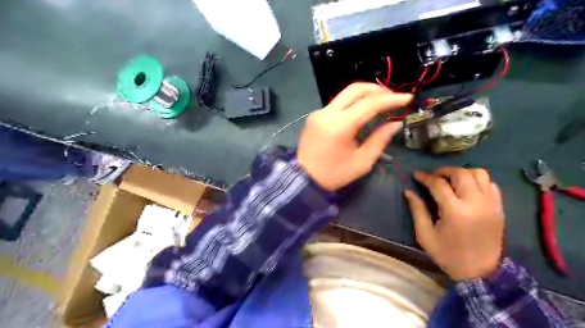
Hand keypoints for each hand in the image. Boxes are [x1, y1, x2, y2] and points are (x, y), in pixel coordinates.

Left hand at [299, 82, 412, 192]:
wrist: (303, 178)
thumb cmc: (334, 174)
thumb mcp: (362, 162)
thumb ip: (380, 140)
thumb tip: (396, 124)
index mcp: (339, 127)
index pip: (369, 104)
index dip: (391, 99)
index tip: (407, 98)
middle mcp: (327, 113)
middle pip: (355, 89)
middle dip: (377, 89)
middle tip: (393, 98)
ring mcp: (318, 113)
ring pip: (345, 94)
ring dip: (365, 94)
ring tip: (381, 103)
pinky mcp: (315, 116)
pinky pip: (337, 103)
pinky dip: (353, 103)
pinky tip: (362, 112)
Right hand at [405, 168, 504, 279]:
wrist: (481, 273)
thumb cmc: (448, 255)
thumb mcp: (425, 235)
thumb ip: (417, 210)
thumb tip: (408, 191)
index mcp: (455, 211)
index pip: (439, 184)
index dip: (425, 177)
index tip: (416, 175)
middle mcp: (475, 203)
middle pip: (461, 173)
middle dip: (444, 171)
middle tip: (433, 177)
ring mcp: (491, 204)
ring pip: (480, 174)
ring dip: (463, 173)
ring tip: (451, 181)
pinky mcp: (499, 208)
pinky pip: (491, 184)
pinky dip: (478, 181)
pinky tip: (467, 189)